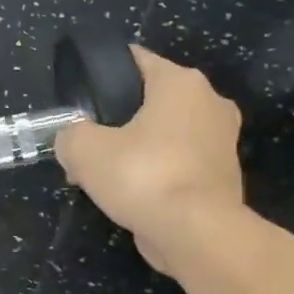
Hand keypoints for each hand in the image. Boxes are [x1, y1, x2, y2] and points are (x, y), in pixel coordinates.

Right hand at [54, 47, 243, 274]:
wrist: (197, 233)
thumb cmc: (143, 176)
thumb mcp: (84, 150)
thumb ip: (69, 135)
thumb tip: (71, 139)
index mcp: (182, 82)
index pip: (136, 60)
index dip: (104, 75)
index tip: (81, 98)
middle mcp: (211, 103)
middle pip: (152, 102)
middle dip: (120, 121)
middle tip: (89, 144)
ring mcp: (223, 142)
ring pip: (167, 136)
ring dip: (138, 150)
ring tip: (104, 175)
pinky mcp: (224, 177)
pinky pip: (180, 165)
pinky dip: (158, 175)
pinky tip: (132, 195)